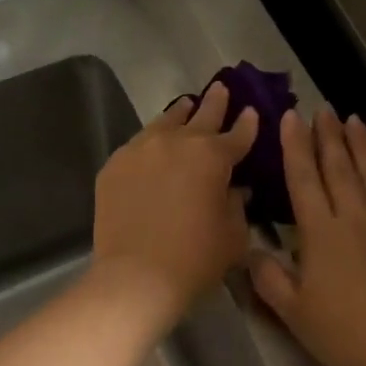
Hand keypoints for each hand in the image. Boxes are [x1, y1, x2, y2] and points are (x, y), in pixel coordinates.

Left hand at [90, 84, 258, 331]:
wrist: (136, 275)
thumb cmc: (195, 259)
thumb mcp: (233, 235)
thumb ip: (236, 205)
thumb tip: (232, 189)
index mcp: (212, 156)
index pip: (237, 135)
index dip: (247, 124)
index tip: (251, 112)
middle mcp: (176, 143)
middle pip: (200, 116)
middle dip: (215, 103)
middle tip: (221, 89)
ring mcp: (140, 150)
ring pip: (164, 123)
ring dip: (179, 115)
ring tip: (185, 106)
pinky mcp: (114, 166)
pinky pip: (137, 146)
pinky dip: (150, 142)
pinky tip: (151, 146)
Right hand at [251, 109, 365, 365]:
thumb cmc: (346, 333)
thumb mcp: (295, 312)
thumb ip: (269, 279)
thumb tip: (250, 250)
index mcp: (322, 232)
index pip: (304, 178)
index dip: (295, 146)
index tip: (291, 117)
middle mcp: (355, 216)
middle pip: (340, 167)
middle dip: (328, 135)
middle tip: (323, 108)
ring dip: (361, 145)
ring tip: (353, 119)